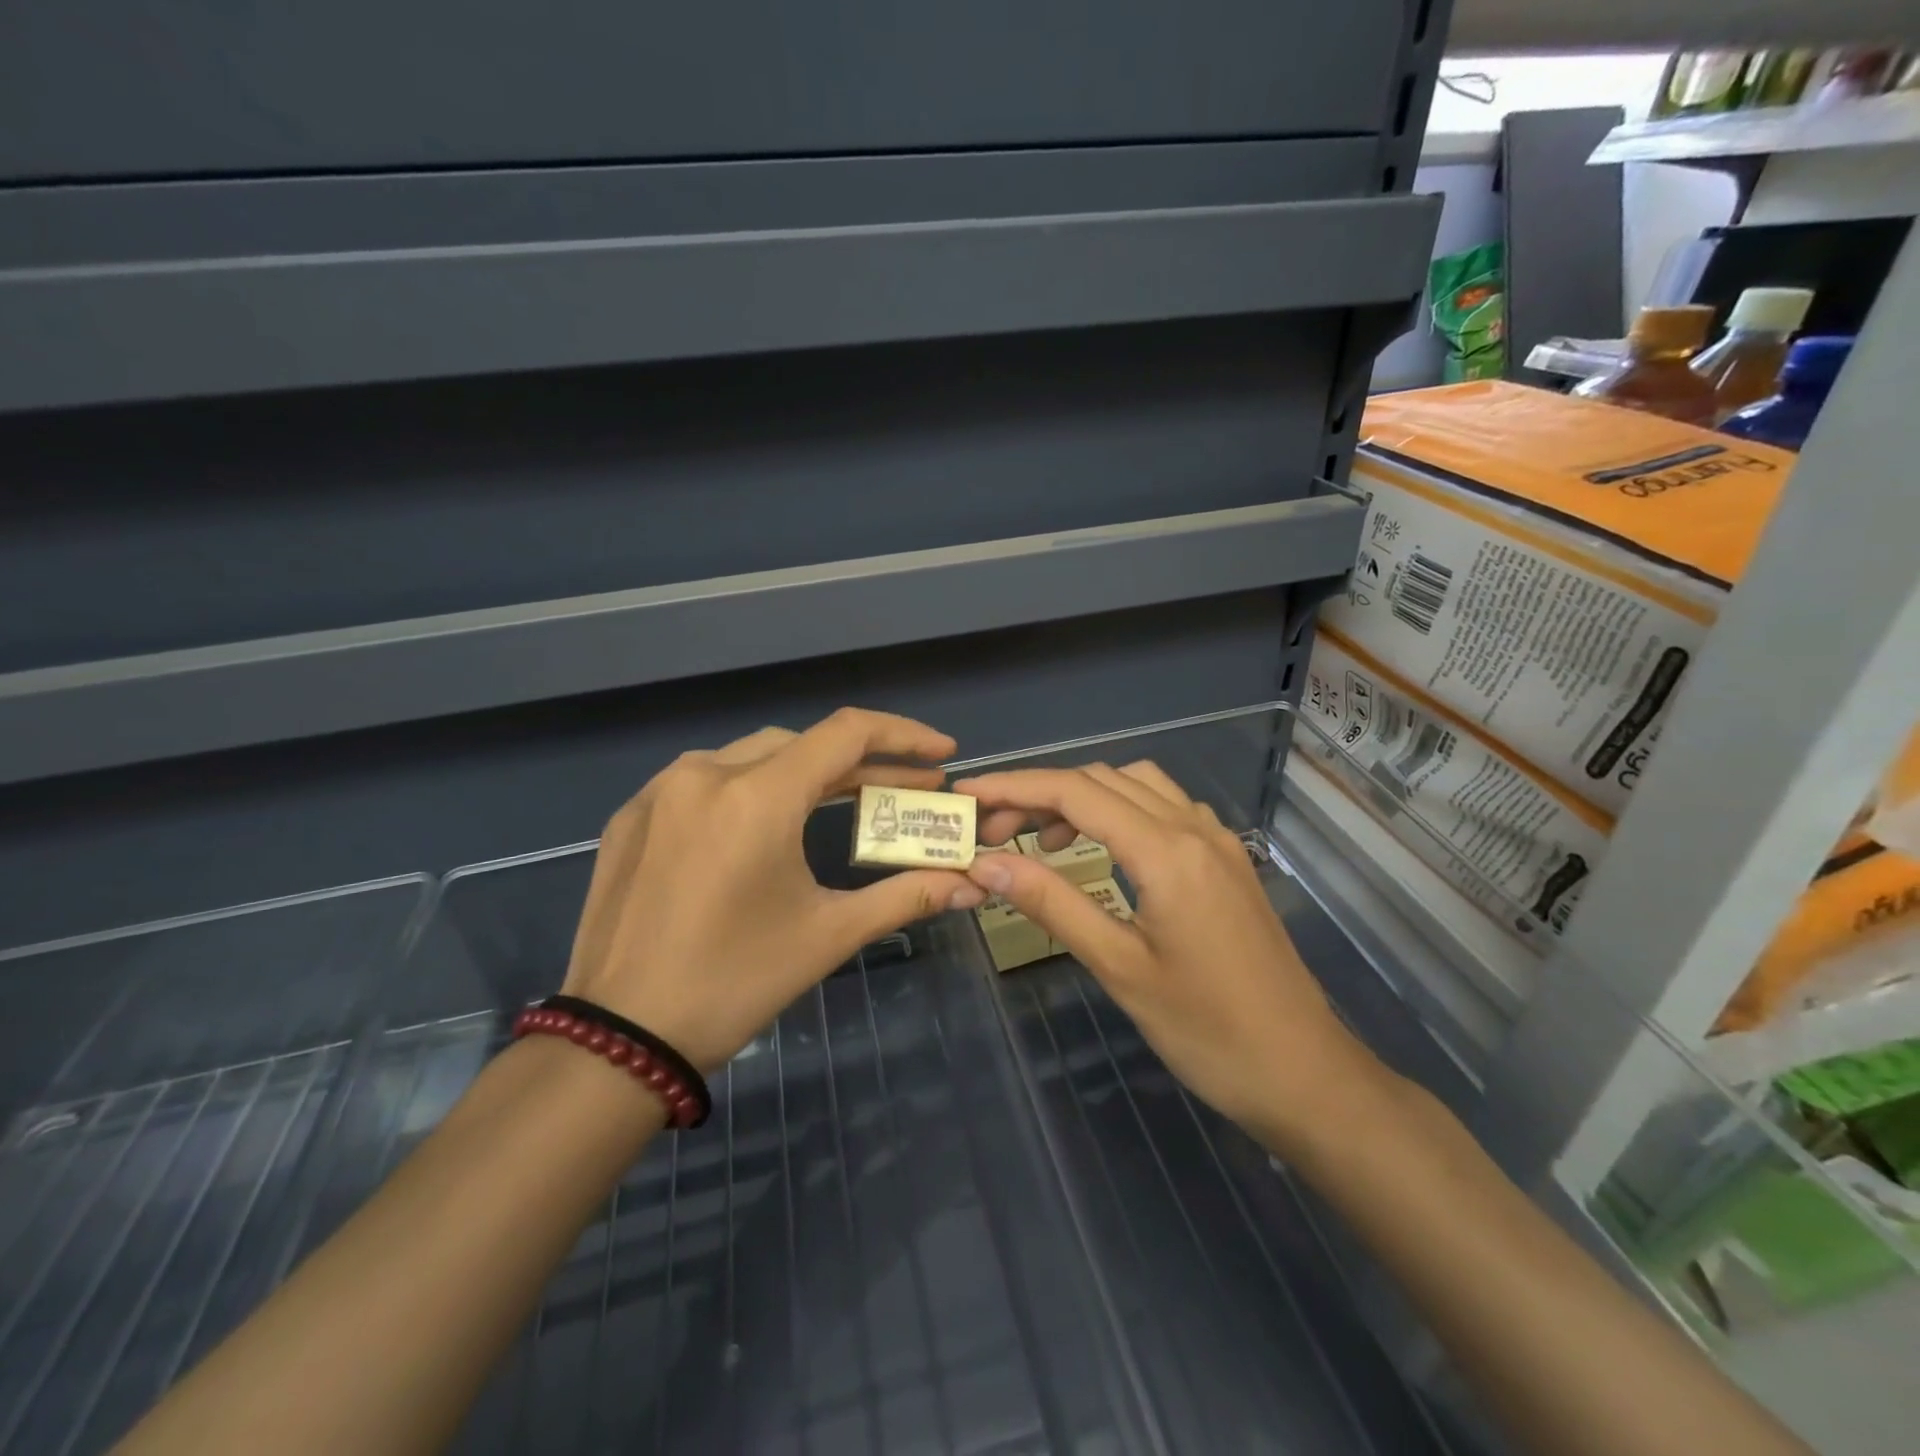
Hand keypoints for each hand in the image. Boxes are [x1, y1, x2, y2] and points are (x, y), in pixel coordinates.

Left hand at [562, 709, 986, 1071]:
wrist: (618, 1040)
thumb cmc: (734, 982)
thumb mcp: (828, 934)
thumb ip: (905, 896)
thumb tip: (970, 885)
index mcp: (756, 796)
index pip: (846, 733)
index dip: (903, 735)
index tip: (942, 753)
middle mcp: (705, 773)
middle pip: (803, 744)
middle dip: (861, 763)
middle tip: (904, 790)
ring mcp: (660, 791)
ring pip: (752, 757)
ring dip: (805, 774)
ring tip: (842, 803)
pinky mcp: (632, 815)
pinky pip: (705, 781)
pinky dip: (750, 790)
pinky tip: (765, 826)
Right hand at [958, 761, 1380, 1143]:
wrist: (1304, 1072)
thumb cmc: (1207, 1030)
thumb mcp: (1118, 966)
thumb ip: (1051, 903)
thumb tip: (985, 863)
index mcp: (1167, 851)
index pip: (1075, 792)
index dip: (1014, 786)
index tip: (967, 793)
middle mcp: (1195, 828)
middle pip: (1103, 779)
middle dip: (1041, 793)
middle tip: (995, 833)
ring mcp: (1217, 841)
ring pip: (1137, 786)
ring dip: (1083, 798)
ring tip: (1043, 841)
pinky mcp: (1227, 860)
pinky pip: (1166, 808)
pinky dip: (1121, 811)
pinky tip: (1104, 851)